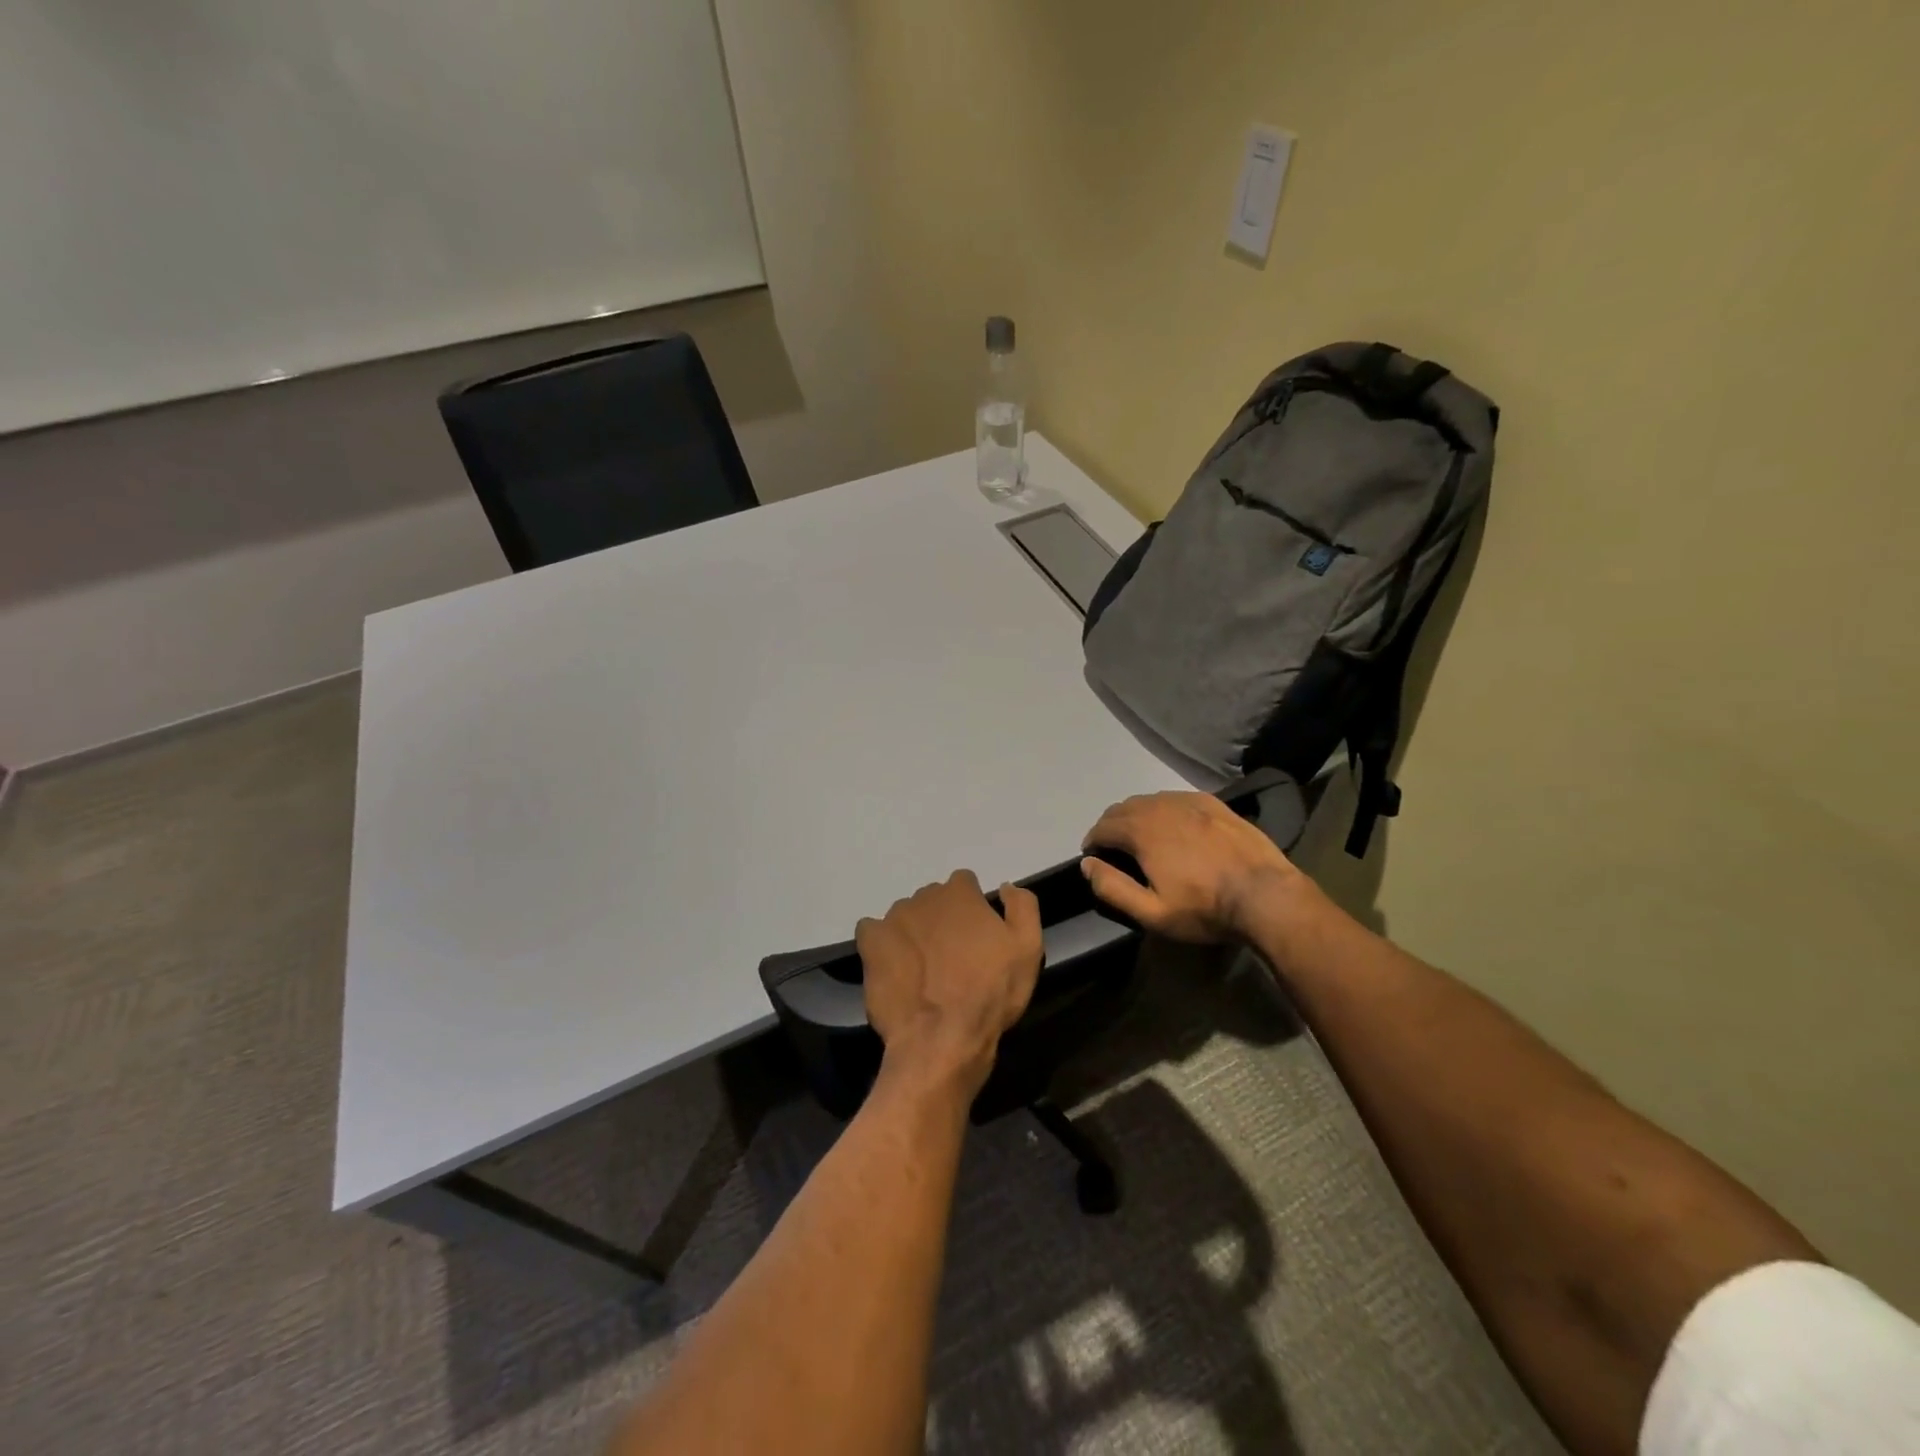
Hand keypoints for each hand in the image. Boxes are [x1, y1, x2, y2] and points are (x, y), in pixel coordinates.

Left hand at [856, 871, 1043, 1099]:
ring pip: (906, 916)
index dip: (972, 908)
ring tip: (924, 969)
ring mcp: (893, 919)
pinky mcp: (871, 943)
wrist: (942, 1037)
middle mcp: (924, 897)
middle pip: (934, 900)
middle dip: (942, 920)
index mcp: (960, 893)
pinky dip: (882, 944)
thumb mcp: (1028, 949)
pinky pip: (873, 932)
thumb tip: (1005, 887)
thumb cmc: (991, 992)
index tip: (977, 936)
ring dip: (914, 932)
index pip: (964, 884)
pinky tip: (894, 967)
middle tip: (952, 956)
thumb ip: (1022, 906)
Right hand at [1081, 791, 1301, 942]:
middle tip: (1114, 849)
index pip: (1102, 827)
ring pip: (1149, 800)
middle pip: (1122, 808)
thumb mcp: (1152, 912)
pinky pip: (1176, 798)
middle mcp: (1160, 807)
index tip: (1094, 858)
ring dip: (1136, 816)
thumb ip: (1112, 887)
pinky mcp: (1213, 804)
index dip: (1092, 842)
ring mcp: (1189, 801)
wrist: (1265, 895)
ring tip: (1141, 837)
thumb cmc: (1204, 908)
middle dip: (1111, 826)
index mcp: (1141, 831)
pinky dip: (1163, 809)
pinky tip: (1174, 826)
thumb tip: (1087, 864)